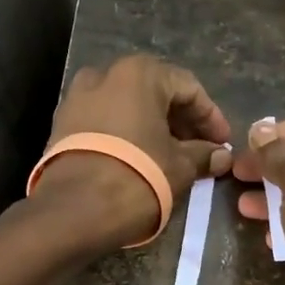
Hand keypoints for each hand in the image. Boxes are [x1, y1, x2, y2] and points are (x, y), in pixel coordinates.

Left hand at [34, 56, 233, 248]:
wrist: (73, 210)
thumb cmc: (137, 178)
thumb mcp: (180, 167)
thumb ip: (203, 155)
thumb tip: (221, 156)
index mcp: (139, 74)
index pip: (188, 88)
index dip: (211, 117)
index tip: (222, 144)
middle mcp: (104, 74)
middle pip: (155, 93)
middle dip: (180, 122)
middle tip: (199, 150)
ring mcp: (77, 98)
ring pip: (127, 107)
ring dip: (152, 128)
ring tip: (171, 158)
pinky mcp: (61, 125)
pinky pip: (104, 122)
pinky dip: (126, 136)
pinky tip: (140, 160)